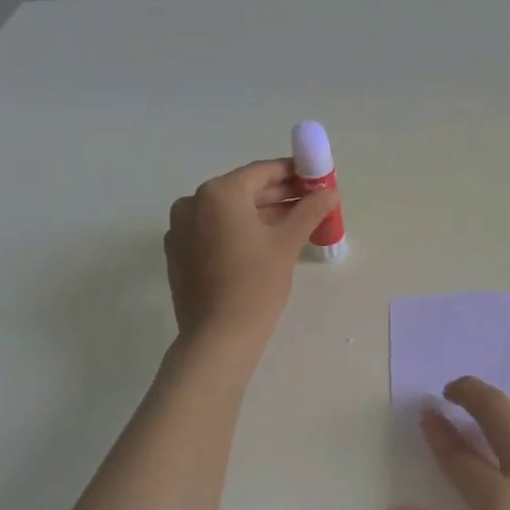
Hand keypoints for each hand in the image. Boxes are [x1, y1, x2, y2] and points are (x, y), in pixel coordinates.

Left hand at [164, 159, 336, 346]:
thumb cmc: (256, 284)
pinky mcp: (179, 253)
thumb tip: (330, 191)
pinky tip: (266, 243)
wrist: (218, 338)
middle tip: (312, 202)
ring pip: (229, 212)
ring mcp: (181, 229)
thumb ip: (310, 210)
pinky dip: (240, 231)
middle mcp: (193, 203)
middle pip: (244, 191)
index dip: (293, 173)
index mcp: (218, 193)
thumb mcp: (287, 242)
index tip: (317, 179)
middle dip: (280, 195)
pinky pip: (215, 231)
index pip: (262, 172)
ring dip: (262, 214)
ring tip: (296, 223)